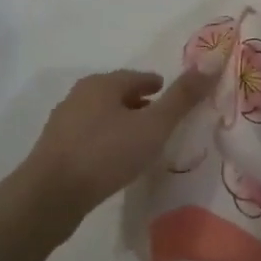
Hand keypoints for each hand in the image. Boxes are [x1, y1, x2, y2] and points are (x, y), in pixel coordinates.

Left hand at [21, 64, 220, 230]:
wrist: (49, 197)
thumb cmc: (105, 153)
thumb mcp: (153, 126)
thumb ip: (182, 98)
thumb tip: (211, 63)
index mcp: (102, 84)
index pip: (137, 77)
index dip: (157, 86)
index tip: (171, 97)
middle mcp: (79, 96)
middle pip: (117, 94)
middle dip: (139, 104)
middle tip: (160, 119)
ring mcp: (63, 124)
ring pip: (101, 116)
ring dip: (121, 124)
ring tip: (140, 142)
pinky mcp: (54, 151)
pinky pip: (88, 138)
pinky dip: (105, 142)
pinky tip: (114, 161)